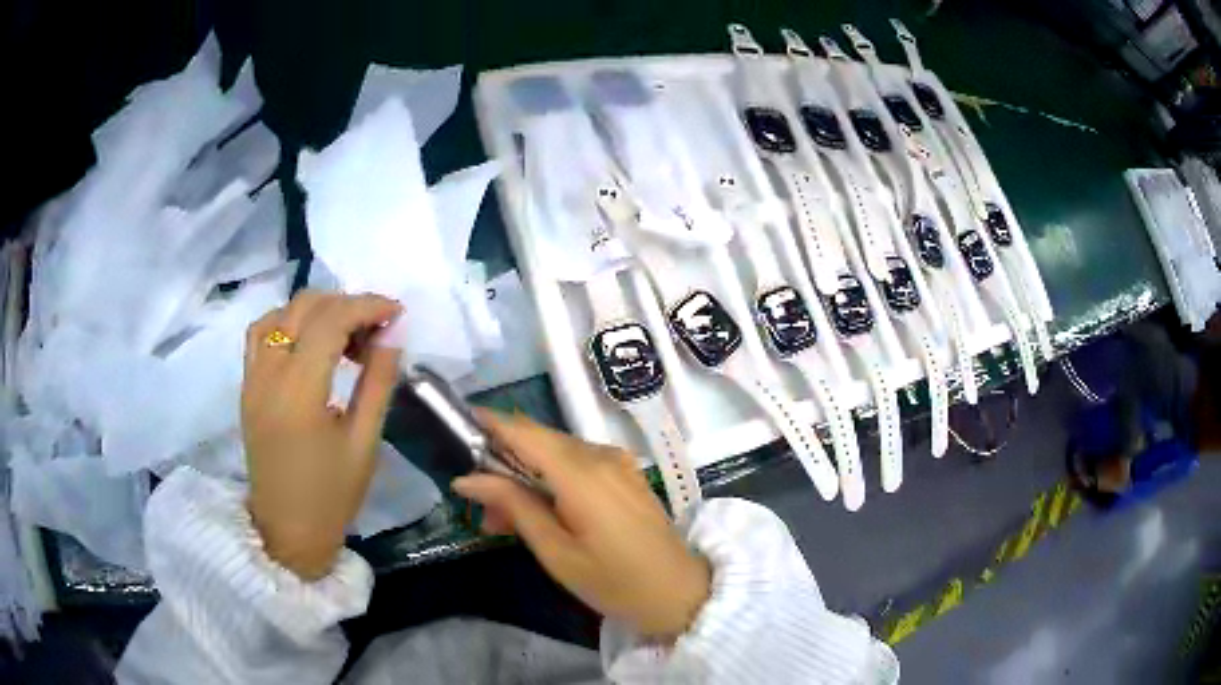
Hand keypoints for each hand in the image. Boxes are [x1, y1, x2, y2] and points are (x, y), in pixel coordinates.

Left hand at [242, 290, 401, 579]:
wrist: (287, 532)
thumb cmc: (331, 496)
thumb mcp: (364, 443)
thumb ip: (377, 383)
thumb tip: (391, 337)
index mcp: (299, 392)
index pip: (331, 321)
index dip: (367, 306)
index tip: (396, 312)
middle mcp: (269, 374)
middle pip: (304, 307)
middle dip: (345, 304)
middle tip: (376, 328)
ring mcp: (252, 378)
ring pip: (279, 313)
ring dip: (315, 310)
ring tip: (344, 332)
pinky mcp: (246, 387)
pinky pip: (261, 334)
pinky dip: (286, 322)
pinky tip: (307, 340)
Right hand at [453, 412, 711, 638]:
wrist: (679, 593)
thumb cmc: (613, 581)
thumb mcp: (556, 552)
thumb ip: (513, 506)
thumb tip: (467, 479)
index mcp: (582, 473)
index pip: (525, 432)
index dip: (491, 423)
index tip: (459, 424)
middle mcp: (601, 456)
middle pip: (539, 441)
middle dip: (503, 462)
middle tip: (479, 503)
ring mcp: (617, 463)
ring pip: (556, 453)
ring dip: (526, 476)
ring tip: (503, 520)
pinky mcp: (625, 474)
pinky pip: (578, 464)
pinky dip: (551, 481)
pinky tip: (539, 512)